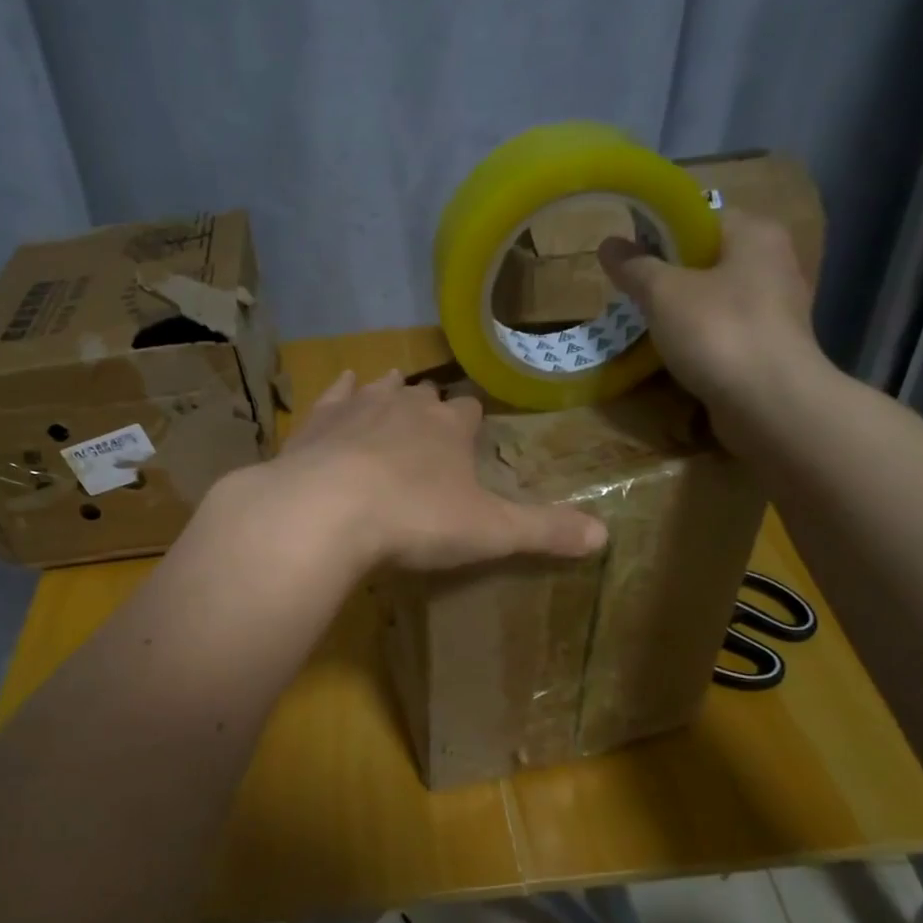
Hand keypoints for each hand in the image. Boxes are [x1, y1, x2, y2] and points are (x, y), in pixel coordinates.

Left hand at [247, 369, 606, 573]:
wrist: (327, 510)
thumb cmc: (415, 519)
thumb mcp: (490, 532)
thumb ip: (545, 531)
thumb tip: (605, 535)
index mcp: (451, 427)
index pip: (470, 412)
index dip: (472, 424)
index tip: (471, 438)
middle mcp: (407, 404)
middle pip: (426, 397)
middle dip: (430, 410)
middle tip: (429, 434)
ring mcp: (358, 406)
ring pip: (383, 387)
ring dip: (390, 393)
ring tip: (393, 398)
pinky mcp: (317, 421)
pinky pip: (335, 394)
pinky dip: (342, 391)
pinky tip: (344, 386)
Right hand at [598, 207, 823, 435]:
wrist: (769, 403)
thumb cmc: (718, 332)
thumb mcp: (663, 293)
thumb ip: (635, 266)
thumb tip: (608, 243)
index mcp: (755, 234)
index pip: (701, 217)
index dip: (661, 232)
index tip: (630, 258)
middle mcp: (774, 262)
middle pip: (707, 259)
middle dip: (668, 276)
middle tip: (632, 295)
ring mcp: (776, 308)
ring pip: (715, 298)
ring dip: (681, 312)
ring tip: (646, 328)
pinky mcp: (770, 347)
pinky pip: (724, 332)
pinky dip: (699, 340)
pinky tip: (675, 356)